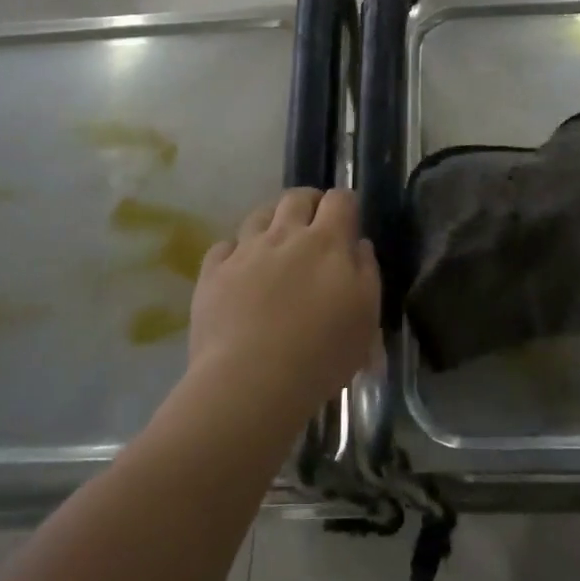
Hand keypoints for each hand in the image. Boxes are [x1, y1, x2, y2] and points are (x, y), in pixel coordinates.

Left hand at [191, 188, 379, 412]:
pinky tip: (240, 270)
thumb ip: (367, 272)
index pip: (340, 199)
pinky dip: (236, 251)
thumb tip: (358, 245)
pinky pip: (224, 246)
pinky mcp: (213, 273)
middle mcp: (285, 235)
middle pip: (296, 198)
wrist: (251, 382)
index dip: (346, 205)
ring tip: (276, 244)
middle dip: (309, 203)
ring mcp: (245, 251)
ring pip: (259, 216)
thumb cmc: (321, 353)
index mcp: (327, 242)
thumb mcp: (366, 317)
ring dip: (272, 222)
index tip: (348, 221)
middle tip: (314, 226)